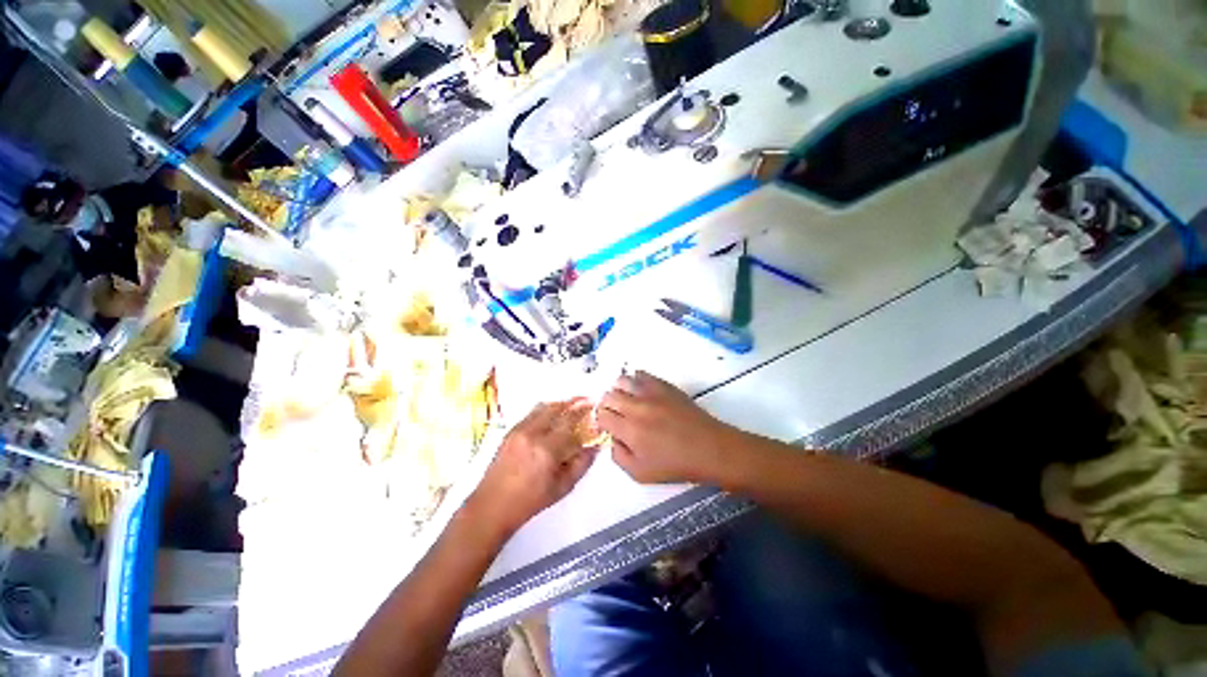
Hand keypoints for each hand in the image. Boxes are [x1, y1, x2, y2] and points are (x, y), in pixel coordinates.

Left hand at [468, 399, 598, 534]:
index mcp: (547, 450)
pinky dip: (545, 410)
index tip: (594, 408)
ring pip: (543, 407)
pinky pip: (532, 413)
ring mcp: (519, 430)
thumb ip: (581, 464)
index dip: (584, 413)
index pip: (570, 422)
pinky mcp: (510, 431)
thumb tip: (594, 446)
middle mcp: (532, 434)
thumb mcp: (562, 487)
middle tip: (585, 402)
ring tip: (571, 406)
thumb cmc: (529, 501)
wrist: (492, 505)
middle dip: (574, 403)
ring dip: (560, 404)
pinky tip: (552, 415)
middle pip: (557, 409)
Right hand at [597, 372, 738, 483]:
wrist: (708, 448)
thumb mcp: (640, 474)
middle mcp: (636, 407)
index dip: (602, 420)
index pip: (602, 415)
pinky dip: (635, 381)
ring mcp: (651, 393)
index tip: (609, 425)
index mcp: (629, 430)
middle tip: (617, 415)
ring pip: (622, 381)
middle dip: (608, 405)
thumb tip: (612, 438)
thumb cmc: (675, 464)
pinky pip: (641, 374)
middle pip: (609, 396)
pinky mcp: (664, 385)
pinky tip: (641, 392)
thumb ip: (618, 456)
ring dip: (620, 391)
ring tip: (628, 401)